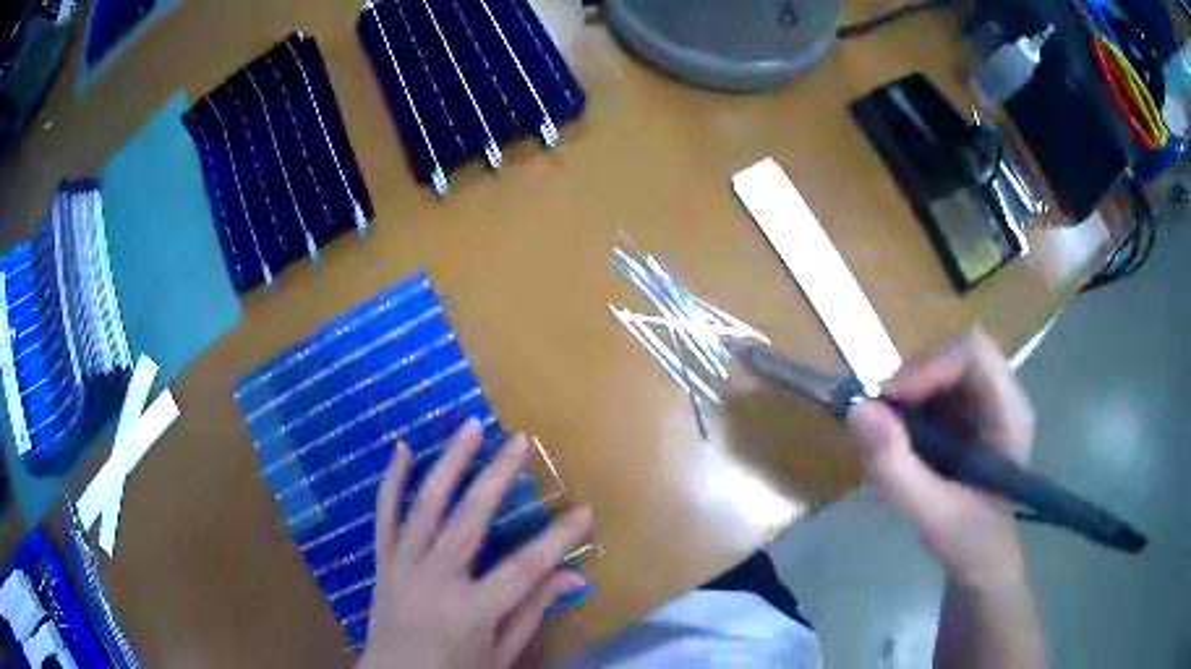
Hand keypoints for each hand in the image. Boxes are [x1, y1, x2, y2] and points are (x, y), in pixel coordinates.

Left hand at [358, 419, 592, 668]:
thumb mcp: (501, 654)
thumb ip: (532, 613)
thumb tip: (573, 576)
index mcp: (472, 611)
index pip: (524, 568)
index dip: (557, 538)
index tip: (584, 509)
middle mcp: (435, 580)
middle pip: (469, 521)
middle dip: (497, 477)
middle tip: (519, 441)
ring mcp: (403, 565)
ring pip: (425, 506)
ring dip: (448, 463)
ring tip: (469, 427)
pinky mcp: (382, 560)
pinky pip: (384, 514)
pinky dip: (392, 480)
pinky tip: (402, 448)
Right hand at [849, 330, 1034, 588]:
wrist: (983, 562)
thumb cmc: (971, 542)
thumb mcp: (933, 514)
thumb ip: (897, 467)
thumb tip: (856, 410)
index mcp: (1009, 414)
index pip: (974, 354)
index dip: (930, 366)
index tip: (890, 402)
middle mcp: (1000, 396)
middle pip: (952, 355)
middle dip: (912, 385)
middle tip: (881, 426)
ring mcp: (983, 404)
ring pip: (937, 372)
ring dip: (906, 404)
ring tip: (889, 451)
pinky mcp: (965, 416)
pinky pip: (930, 394)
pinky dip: (906, 417)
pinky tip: (900, 454)